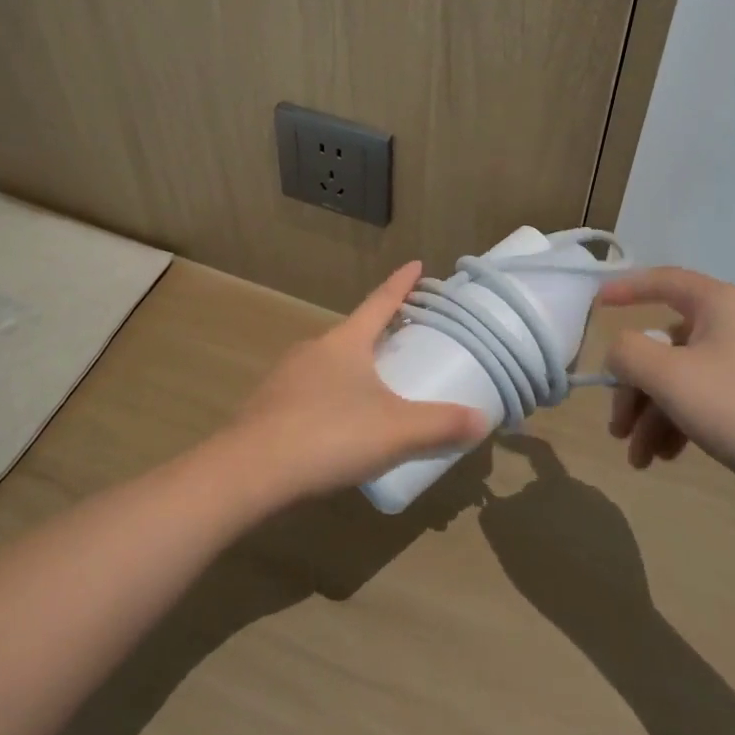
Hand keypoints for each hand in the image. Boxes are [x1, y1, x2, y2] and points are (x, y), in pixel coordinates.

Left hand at [227, 262, 489, 500]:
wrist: (251, 470)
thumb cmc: (330, 434)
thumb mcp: (395, 431)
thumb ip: (440, 424)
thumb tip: (482, 419)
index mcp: (345, 342)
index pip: (380, 302)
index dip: (401, 284)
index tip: (415, 264)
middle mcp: (314, 348)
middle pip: (355, 332)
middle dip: (380, 333)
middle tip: (405, 339)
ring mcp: (288, 376)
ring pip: (330, 363)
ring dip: (354, 368)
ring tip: (376, 389)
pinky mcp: (270, 405)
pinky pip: (311, 391)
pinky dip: (331, 397)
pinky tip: (338, 426)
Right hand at [597, 269, 734, 497]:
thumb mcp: (666, 375)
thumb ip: (626, 351)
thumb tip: (621, 353)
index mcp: (721, 303)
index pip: (663, 280)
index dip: (625, 289)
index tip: (595, 306)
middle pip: (664, 344)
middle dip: (634, 389)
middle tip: (617, 428)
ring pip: (681, 378)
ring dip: (652, 414)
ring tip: (639, 458)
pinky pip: (704, 398)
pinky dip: (679, 422)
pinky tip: (665, 457)